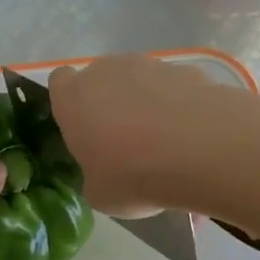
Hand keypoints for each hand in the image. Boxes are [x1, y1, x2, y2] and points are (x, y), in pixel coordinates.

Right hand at [48, 55, 227, 216]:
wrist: (200, 150)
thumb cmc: (133, 174)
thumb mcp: (100, 194)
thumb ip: (94, 175)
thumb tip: (105, 173)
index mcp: (73, 98)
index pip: (60, 82)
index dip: (70, 103)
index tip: (83, 128)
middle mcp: (106, 71)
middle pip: (101, 79)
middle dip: (110, 103)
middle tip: (125, 142)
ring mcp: (149, 65)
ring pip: (140, 81)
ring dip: (146, 103)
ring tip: (167, 143)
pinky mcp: (187, 69)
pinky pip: (174, 88)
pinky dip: (179, 106)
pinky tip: (194, 137)